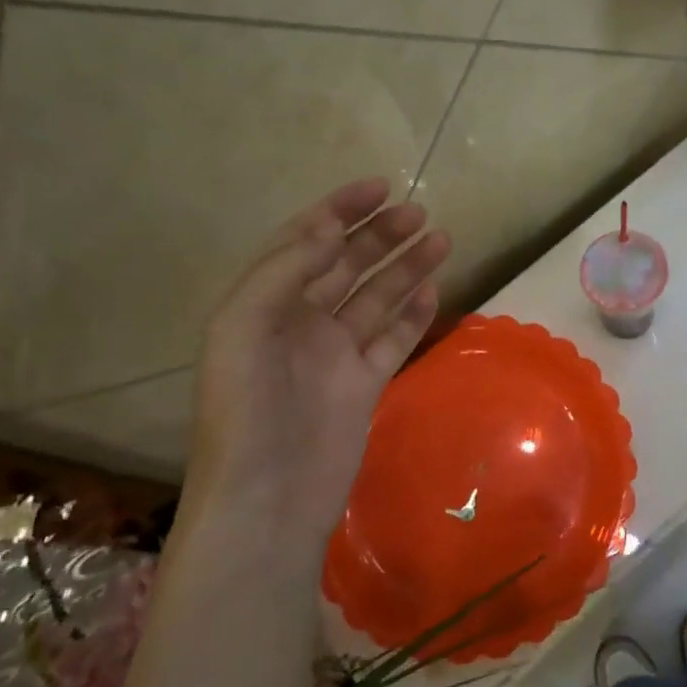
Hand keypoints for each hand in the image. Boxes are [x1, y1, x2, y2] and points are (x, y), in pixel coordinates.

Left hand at [183, 178, 450, 546]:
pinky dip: (413, 314)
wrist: (268, 498)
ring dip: (406, 267)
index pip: (305, 242)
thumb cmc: (246, 409)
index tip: (380, 188)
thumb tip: (331, 228)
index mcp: (264, 304)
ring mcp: (335, 355)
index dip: (339, 211)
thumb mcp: (244, 327)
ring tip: (441, 239)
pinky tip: (433, 290)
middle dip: (380, 235)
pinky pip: (393, 339)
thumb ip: (285, 271)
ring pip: (377, 298)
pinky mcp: (364, 384)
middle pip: (347, 265)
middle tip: (419, 213)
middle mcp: (301, 323)